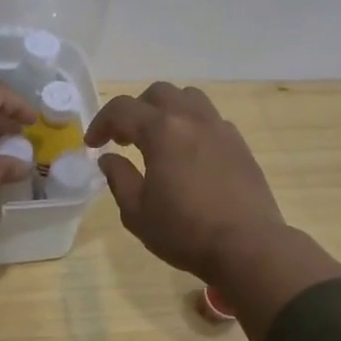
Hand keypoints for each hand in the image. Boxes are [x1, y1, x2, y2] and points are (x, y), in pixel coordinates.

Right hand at [88, 83, 340, 340]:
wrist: (247, 246)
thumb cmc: (185, 231)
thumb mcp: (137, 212)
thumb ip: (119, 178)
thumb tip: (109, 158)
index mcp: (162, 130)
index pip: (122, 109)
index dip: (101, 122)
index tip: (93, 145)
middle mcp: (192, 119)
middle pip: (157, 94)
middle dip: (134, 110)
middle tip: (124, 139)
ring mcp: (220, 128)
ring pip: (189, 98)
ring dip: (166, 110)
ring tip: (158, 138)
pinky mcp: (239, 144)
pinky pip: (210, 119)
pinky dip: (191, 125)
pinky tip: (188, 154)